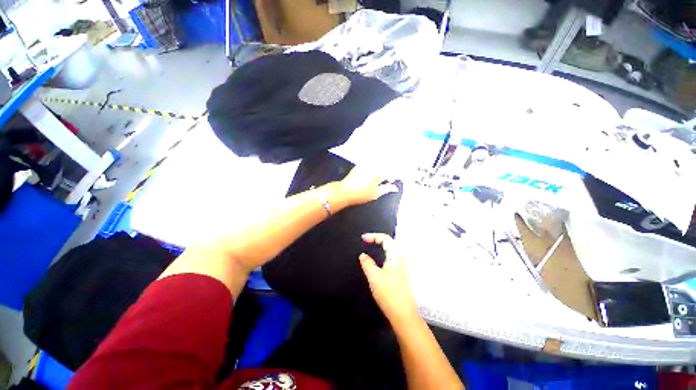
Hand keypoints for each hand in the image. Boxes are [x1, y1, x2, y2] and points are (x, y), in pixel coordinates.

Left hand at [338, 166, 398, 205]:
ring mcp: (365, 164)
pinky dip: (373, 168)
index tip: (391, 182)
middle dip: (387, 172)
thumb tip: (395, 188)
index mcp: (379, 172)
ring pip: (377, 164)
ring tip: (378, 179)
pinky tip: (370, 177)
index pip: (391, 172)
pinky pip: (370, 165)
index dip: (393, 177)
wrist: (344, 191)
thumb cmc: (362, 194)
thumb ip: (387, 189)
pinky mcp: (359, 166)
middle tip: (387, 180)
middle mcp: (373, 165)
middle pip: (384, 166)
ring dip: (380, 169)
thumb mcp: (376, 193)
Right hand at [359, 233, 418, 325]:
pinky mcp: (400, 272)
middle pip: (389, 242)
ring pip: (391, 249)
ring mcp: (402, 265)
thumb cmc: (388, 294)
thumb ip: (367, 263)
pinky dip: (383, 252)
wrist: (403, 313)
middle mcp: (400, 258)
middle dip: (377, 238)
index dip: (373, 236)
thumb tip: (363, 255)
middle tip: (366, 240)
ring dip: (381, 245)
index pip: (385, 239)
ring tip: (371, 246)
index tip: (363, 238)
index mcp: (395, 256)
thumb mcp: (374, 277)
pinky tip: (378, 259)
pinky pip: (391, 256)